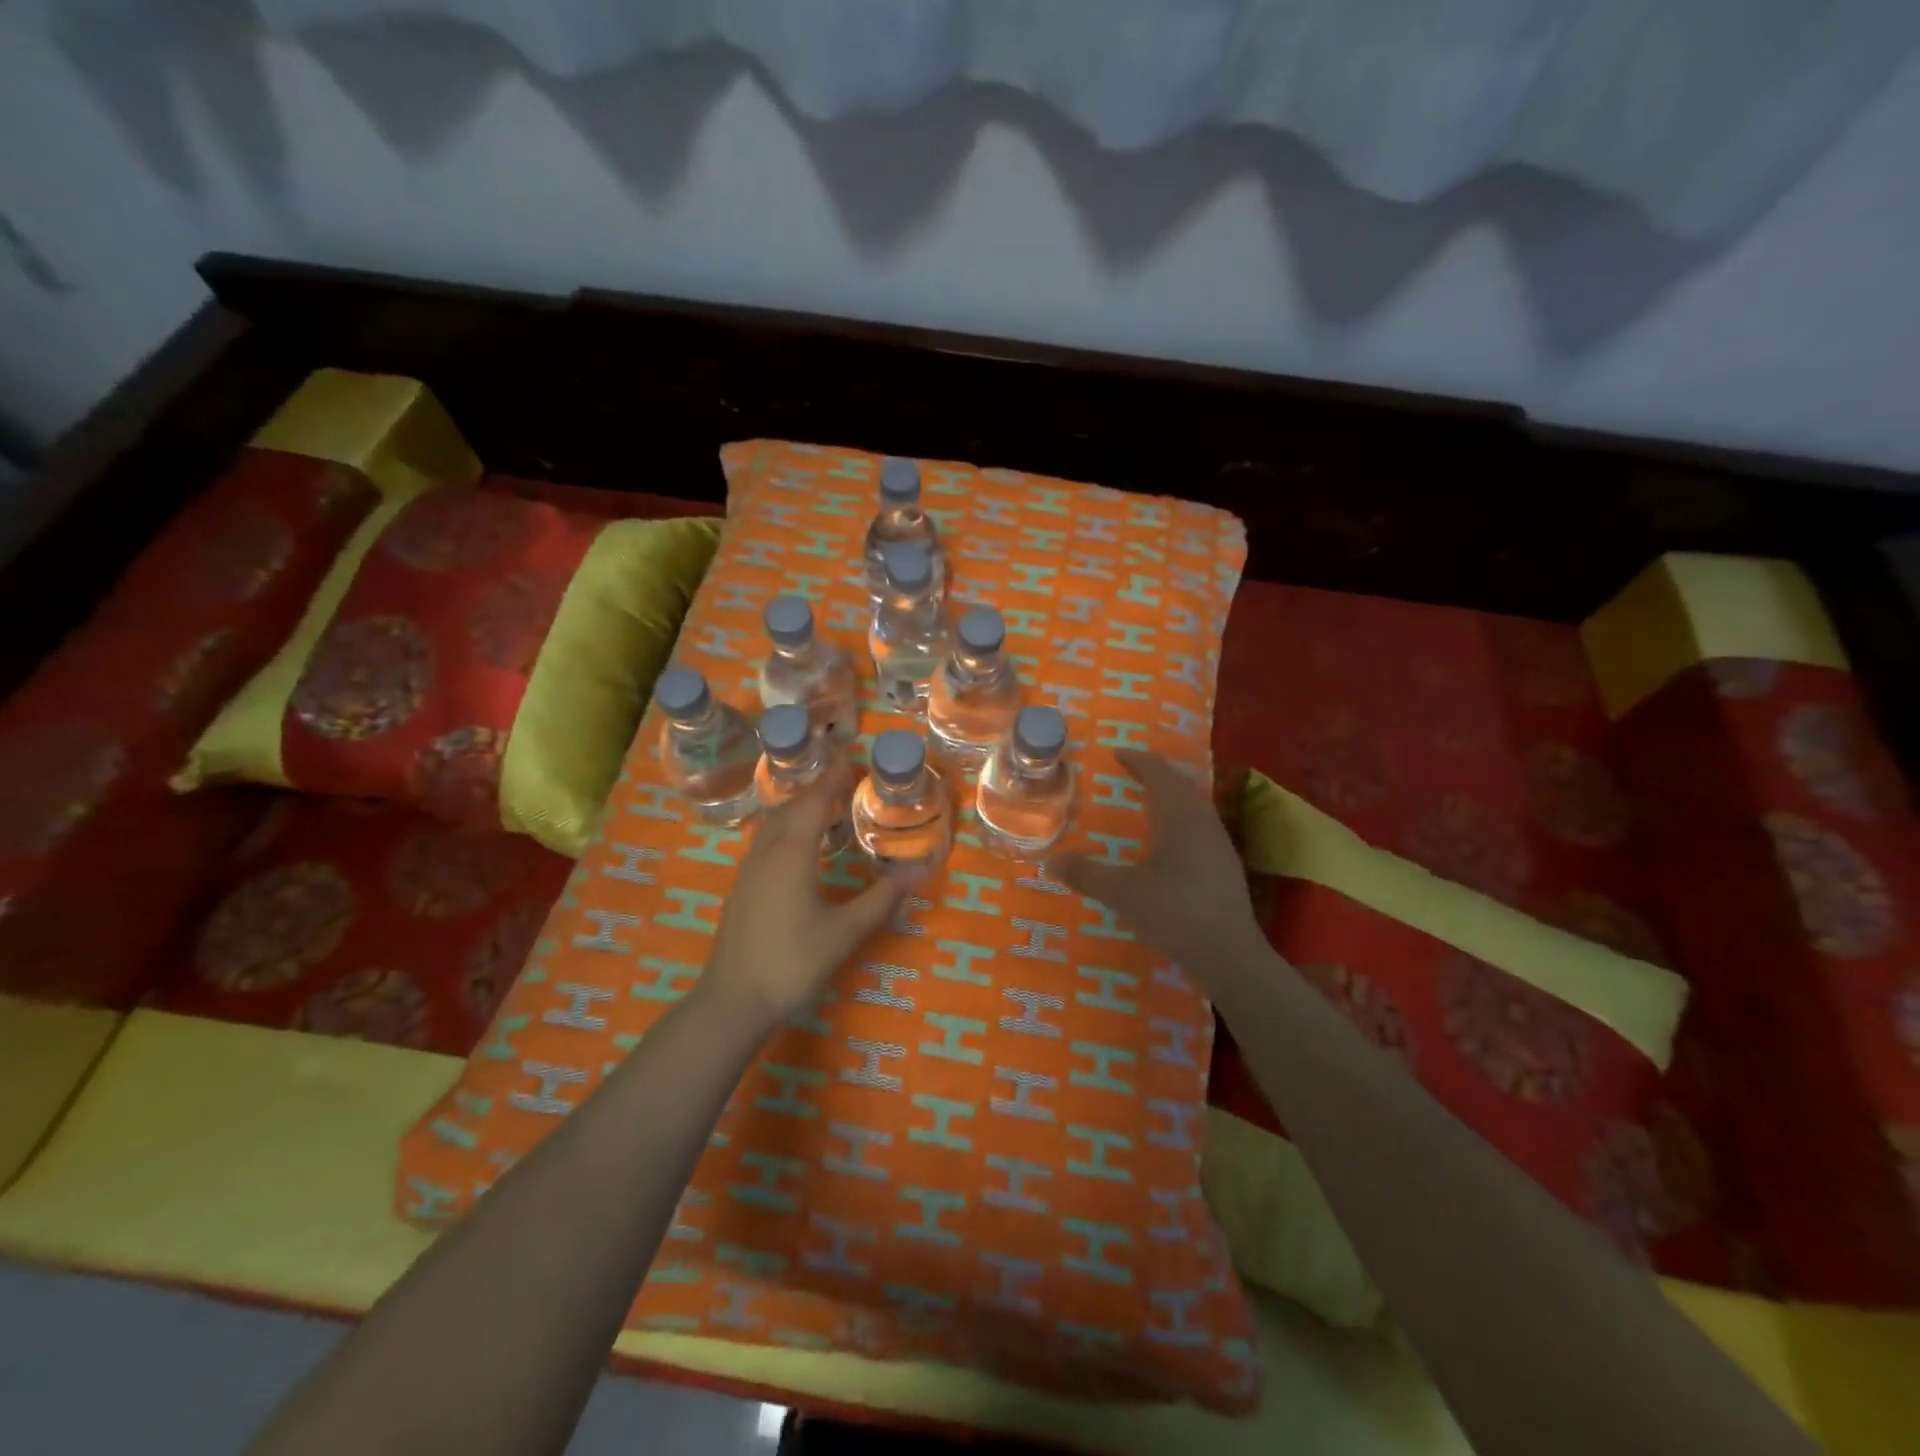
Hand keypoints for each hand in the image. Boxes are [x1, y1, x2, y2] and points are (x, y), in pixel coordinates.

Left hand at [702, 767, 913, 1025]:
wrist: (733, 1000)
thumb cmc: (793, 961)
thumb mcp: (845, 932)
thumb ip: (881, 899)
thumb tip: (918, 871)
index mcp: (792, 854)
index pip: (814, 802)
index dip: (832, 779)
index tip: (850, 760)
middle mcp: (767, 853)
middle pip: (790, 807)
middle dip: (815, 789)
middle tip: (843, 781)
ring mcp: (749, 870)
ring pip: (773, 824)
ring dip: (798, 808)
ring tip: (824, 807)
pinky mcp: (742, 888)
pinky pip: (765, 841)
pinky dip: (785, 828)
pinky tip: (797, 847)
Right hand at [1049, 749, 1264, 978]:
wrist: (1230, 954)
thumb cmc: (1175, 913)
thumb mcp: (1123, 893)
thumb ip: (1087, 875)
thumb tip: (1051, 862)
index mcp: (1180, 818)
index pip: (1160, 775)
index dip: (1138, 761)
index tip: (1118, 754)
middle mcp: (1204, 823)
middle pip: (1182, 785)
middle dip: (1157, 773)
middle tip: (1132, 770)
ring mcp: (1219, 845)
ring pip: (1195, 805)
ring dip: (1172, 795)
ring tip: (1149, 799)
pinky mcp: (1225, 867)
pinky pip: (1200, 825)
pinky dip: (1181, 817)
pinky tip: (1170, 840)